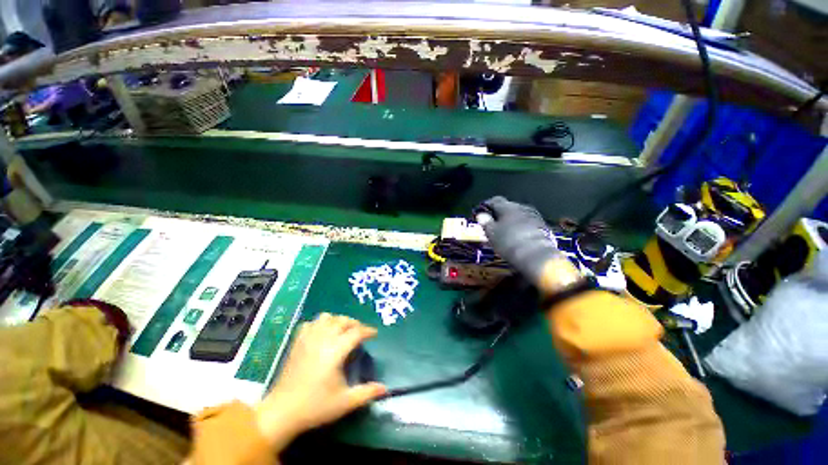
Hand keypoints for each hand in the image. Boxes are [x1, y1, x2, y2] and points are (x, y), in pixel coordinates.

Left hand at [254, 313, 386, 450]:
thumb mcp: (345, 402)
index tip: (374, 334)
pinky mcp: (297, 342)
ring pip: (326, 317)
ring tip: (342, 331)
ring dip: (337, 320)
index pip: (356, 332)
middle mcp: (322, 339)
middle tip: (360, 333)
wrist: (282, 411)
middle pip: (343, 320)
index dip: (368, 331)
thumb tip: (385, 388)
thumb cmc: (315, 407)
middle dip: (354, 323)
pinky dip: (319, 324)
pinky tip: (322, 334)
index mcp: (335, 351)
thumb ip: (366, 393)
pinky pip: (310, 323)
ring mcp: (308, 339)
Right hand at [480, 196, 563, 283]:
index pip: (495, 200)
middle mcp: (521, 207)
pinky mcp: (543, 226)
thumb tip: (481, 215)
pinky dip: (520, 227)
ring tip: (505, 231)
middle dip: (500, 213)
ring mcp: (534, 216)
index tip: (481, 213)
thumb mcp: (491, 233)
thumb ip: (486, 222)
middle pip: (508, 206)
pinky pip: (527, 223)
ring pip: (519, 215)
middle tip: (493, 223)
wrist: (536, 255)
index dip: (487, 206)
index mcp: (507, 206)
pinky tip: (517, 236)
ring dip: (511, 220)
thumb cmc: (508, 242)